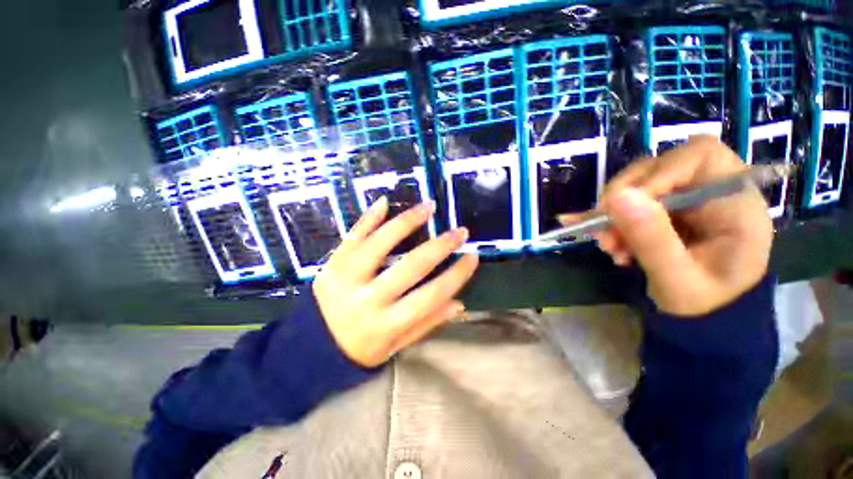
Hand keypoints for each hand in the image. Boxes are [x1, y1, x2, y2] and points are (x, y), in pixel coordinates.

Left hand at [313, 197, 478, 366]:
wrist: (309, 349)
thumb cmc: (358, 351)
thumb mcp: (394, 347)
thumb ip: (426, 324)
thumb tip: (459, 303)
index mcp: (385, 326)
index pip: (430, 297)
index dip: (455, 276)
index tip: (472, 257)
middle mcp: (366, 300)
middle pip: (410, 267)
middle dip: (439, 246)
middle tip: (460, 231)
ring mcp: (345, 278)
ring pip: (380, 244)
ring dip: (407, 222)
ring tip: (428, 206)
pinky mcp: (331, 265)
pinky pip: (352, 236)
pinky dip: (369, 218)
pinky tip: (385, 202)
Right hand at [561, 136, 772, 315]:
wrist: (704, 318)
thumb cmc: (704, 304)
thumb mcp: (678, 280)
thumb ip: (652, 239)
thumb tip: (616, 198)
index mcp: (736, 202)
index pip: (698, 156)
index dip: (656, 174)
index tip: (622, 207)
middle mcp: (710, 190)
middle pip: (658, 167)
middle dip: (623, 199)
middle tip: (605, 234)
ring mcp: (685, 198)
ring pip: (636, 185)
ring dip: (612, 214)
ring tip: (608, 246)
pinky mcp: (664, 208)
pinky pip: (628, 202)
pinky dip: (610, 219)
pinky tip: (603, 239)